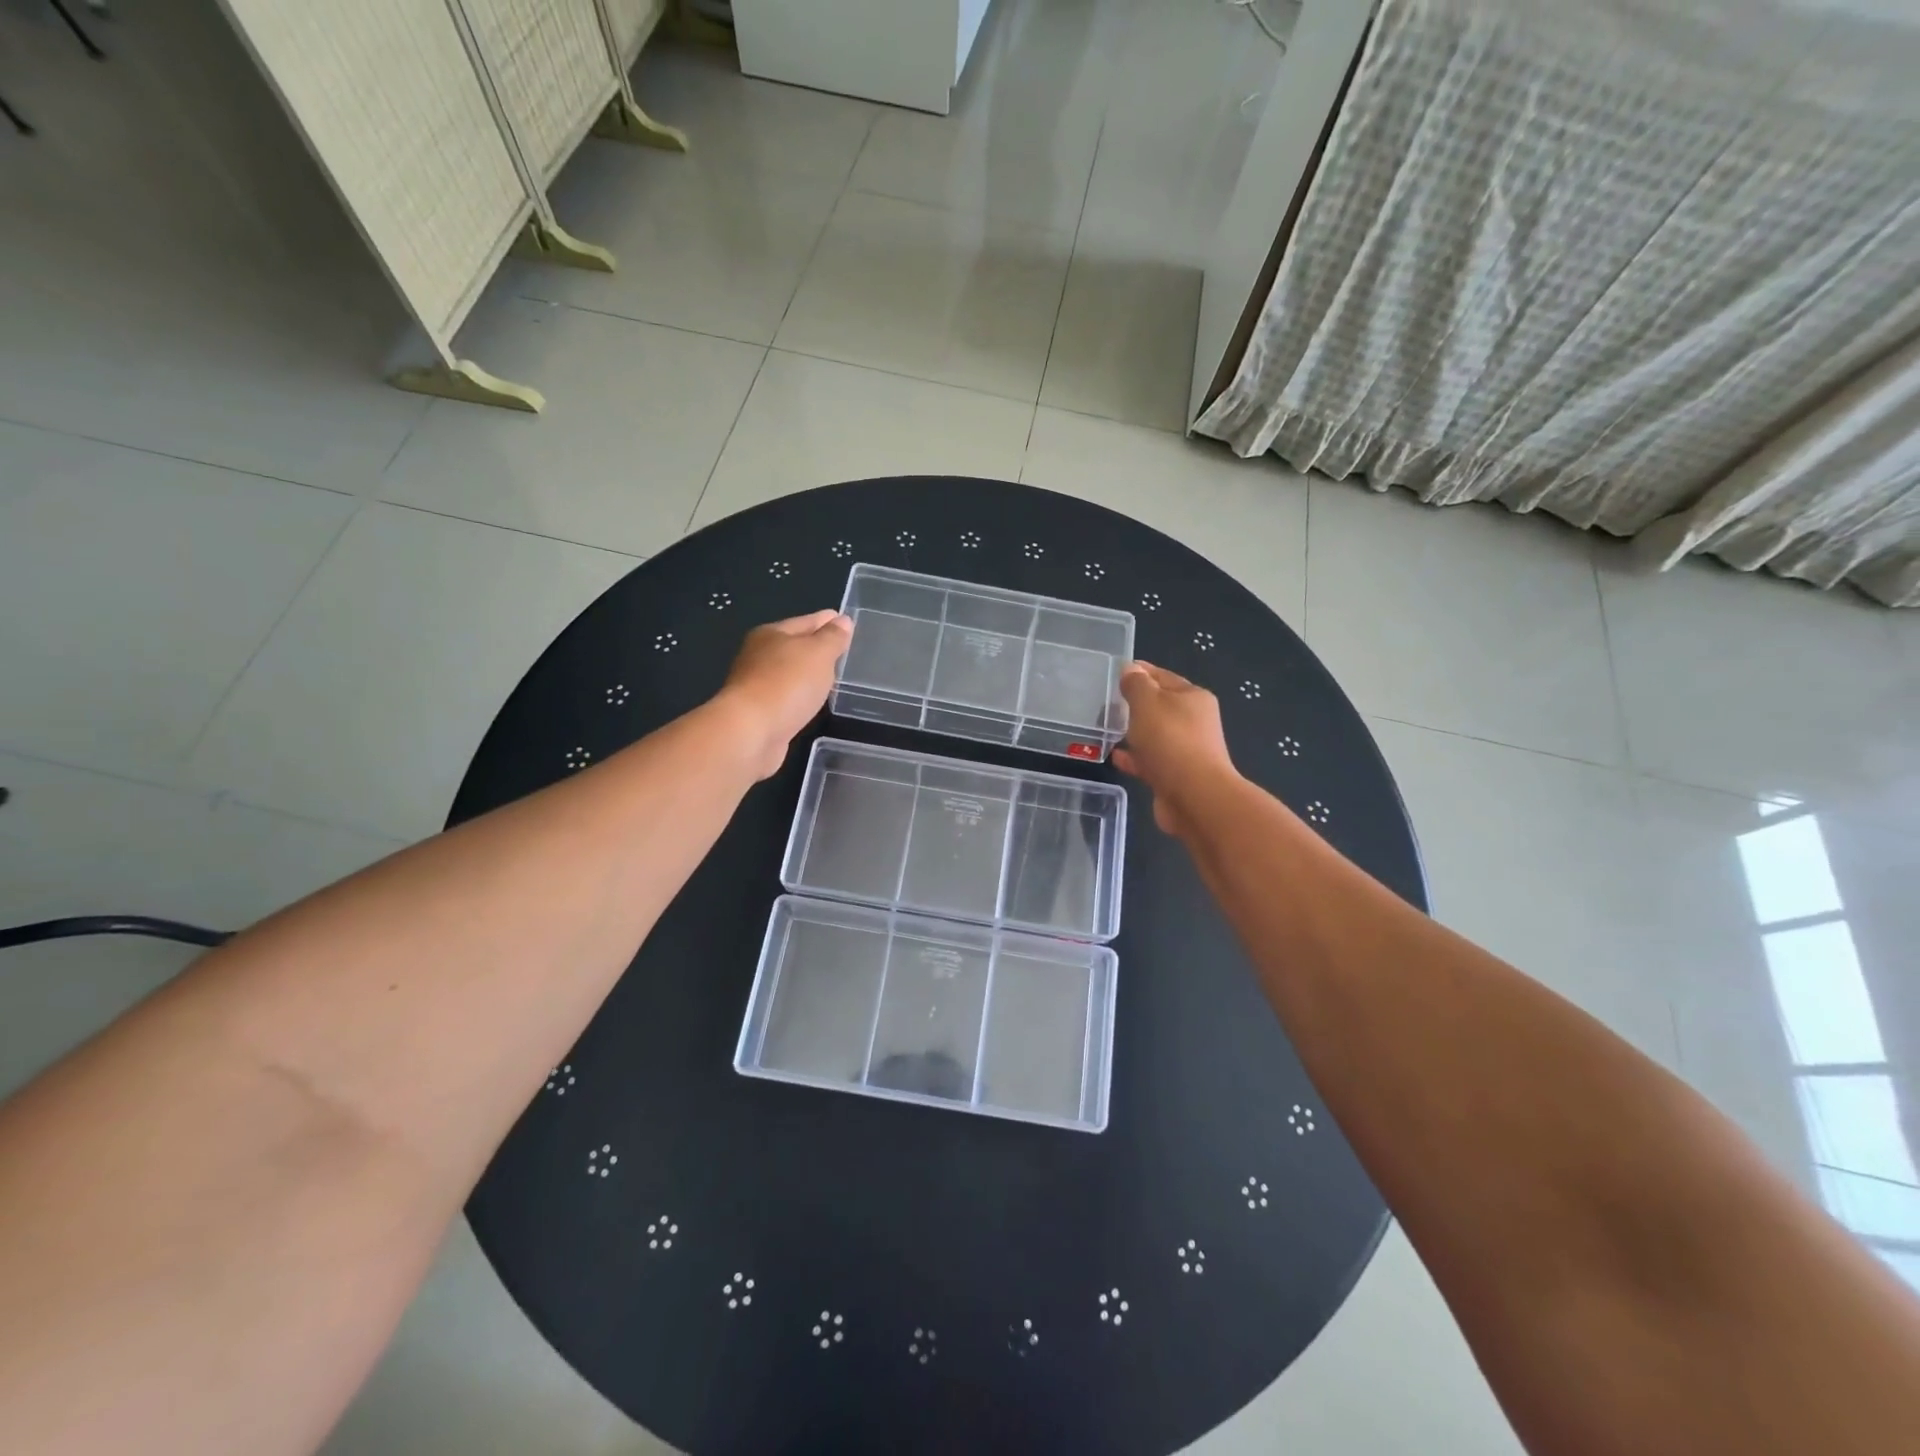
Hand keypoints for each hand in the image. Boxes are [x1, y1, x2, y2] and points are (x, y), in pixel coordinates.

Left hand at [715, 610, 852, 778]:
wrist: (750, 732)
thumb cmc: (787, 684)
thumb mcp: (818, 653)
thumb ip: (832, 637)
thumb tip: (842, 621)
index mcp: (771, 634)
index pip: (806, 621)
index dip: (828, 620)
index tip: (846, 621)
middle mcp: (759, 656)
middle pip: (794, 646)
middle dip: (817, 647)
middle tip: (843, 650)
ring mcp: (756, 685)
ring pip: (790, 673)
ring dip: (808, 674)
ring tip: (832, 677)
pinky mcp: (759, 713)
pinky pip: (787, 697)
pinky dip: (800, 696)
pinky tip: (811, 702)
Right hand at [1112, 661, 1238, 837]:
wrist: (1194, 797)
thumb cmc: (1171, 741)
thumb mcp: (1147, 703)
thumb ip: (1136, 685)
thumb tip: (1131, 670)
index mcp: (1193, 698)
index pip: (1163, 676)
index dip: (1140, 672)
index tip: (1116, 671)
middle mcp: (1194, 722)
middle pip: (1160, 706)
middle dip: (1136, 704)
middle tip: (1107, 701)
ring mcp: (1186, 750)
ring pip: (1155, 735)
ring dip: (1134, 731)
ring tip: (1108, 727)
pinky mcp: (1175, 776)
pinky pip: (1150, 760)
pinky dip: (1134, 757)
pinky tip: (1115, 756)